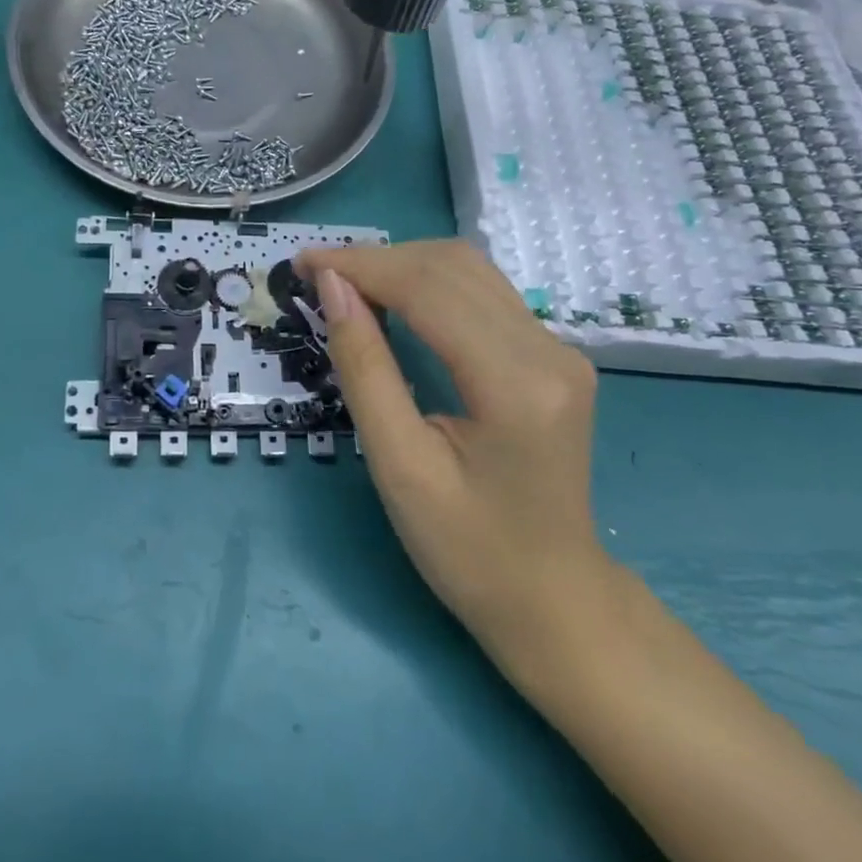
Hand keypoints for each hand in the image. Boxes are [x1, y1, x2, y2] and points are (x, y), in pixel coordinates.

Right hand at [294, 241, 609, 677]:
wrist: (553, 601)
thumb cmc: (468, 551)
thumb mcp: (399, 466)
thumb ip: (364, 367)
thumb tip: (332, 287)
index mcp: (517, 384)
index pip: (429, 289)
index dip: (360, 266)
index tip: (301, 264)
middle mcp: (549, 350)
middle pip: (451, 267)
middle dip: (376, 260)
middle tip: (316, 276)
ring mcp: (559, 349)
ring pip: (469, 270)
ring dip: (401, 266)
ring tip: (346, 285)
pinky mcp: (553, 354)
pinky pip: (483, 294)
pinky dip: (428, 285)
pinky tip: (392, 301)